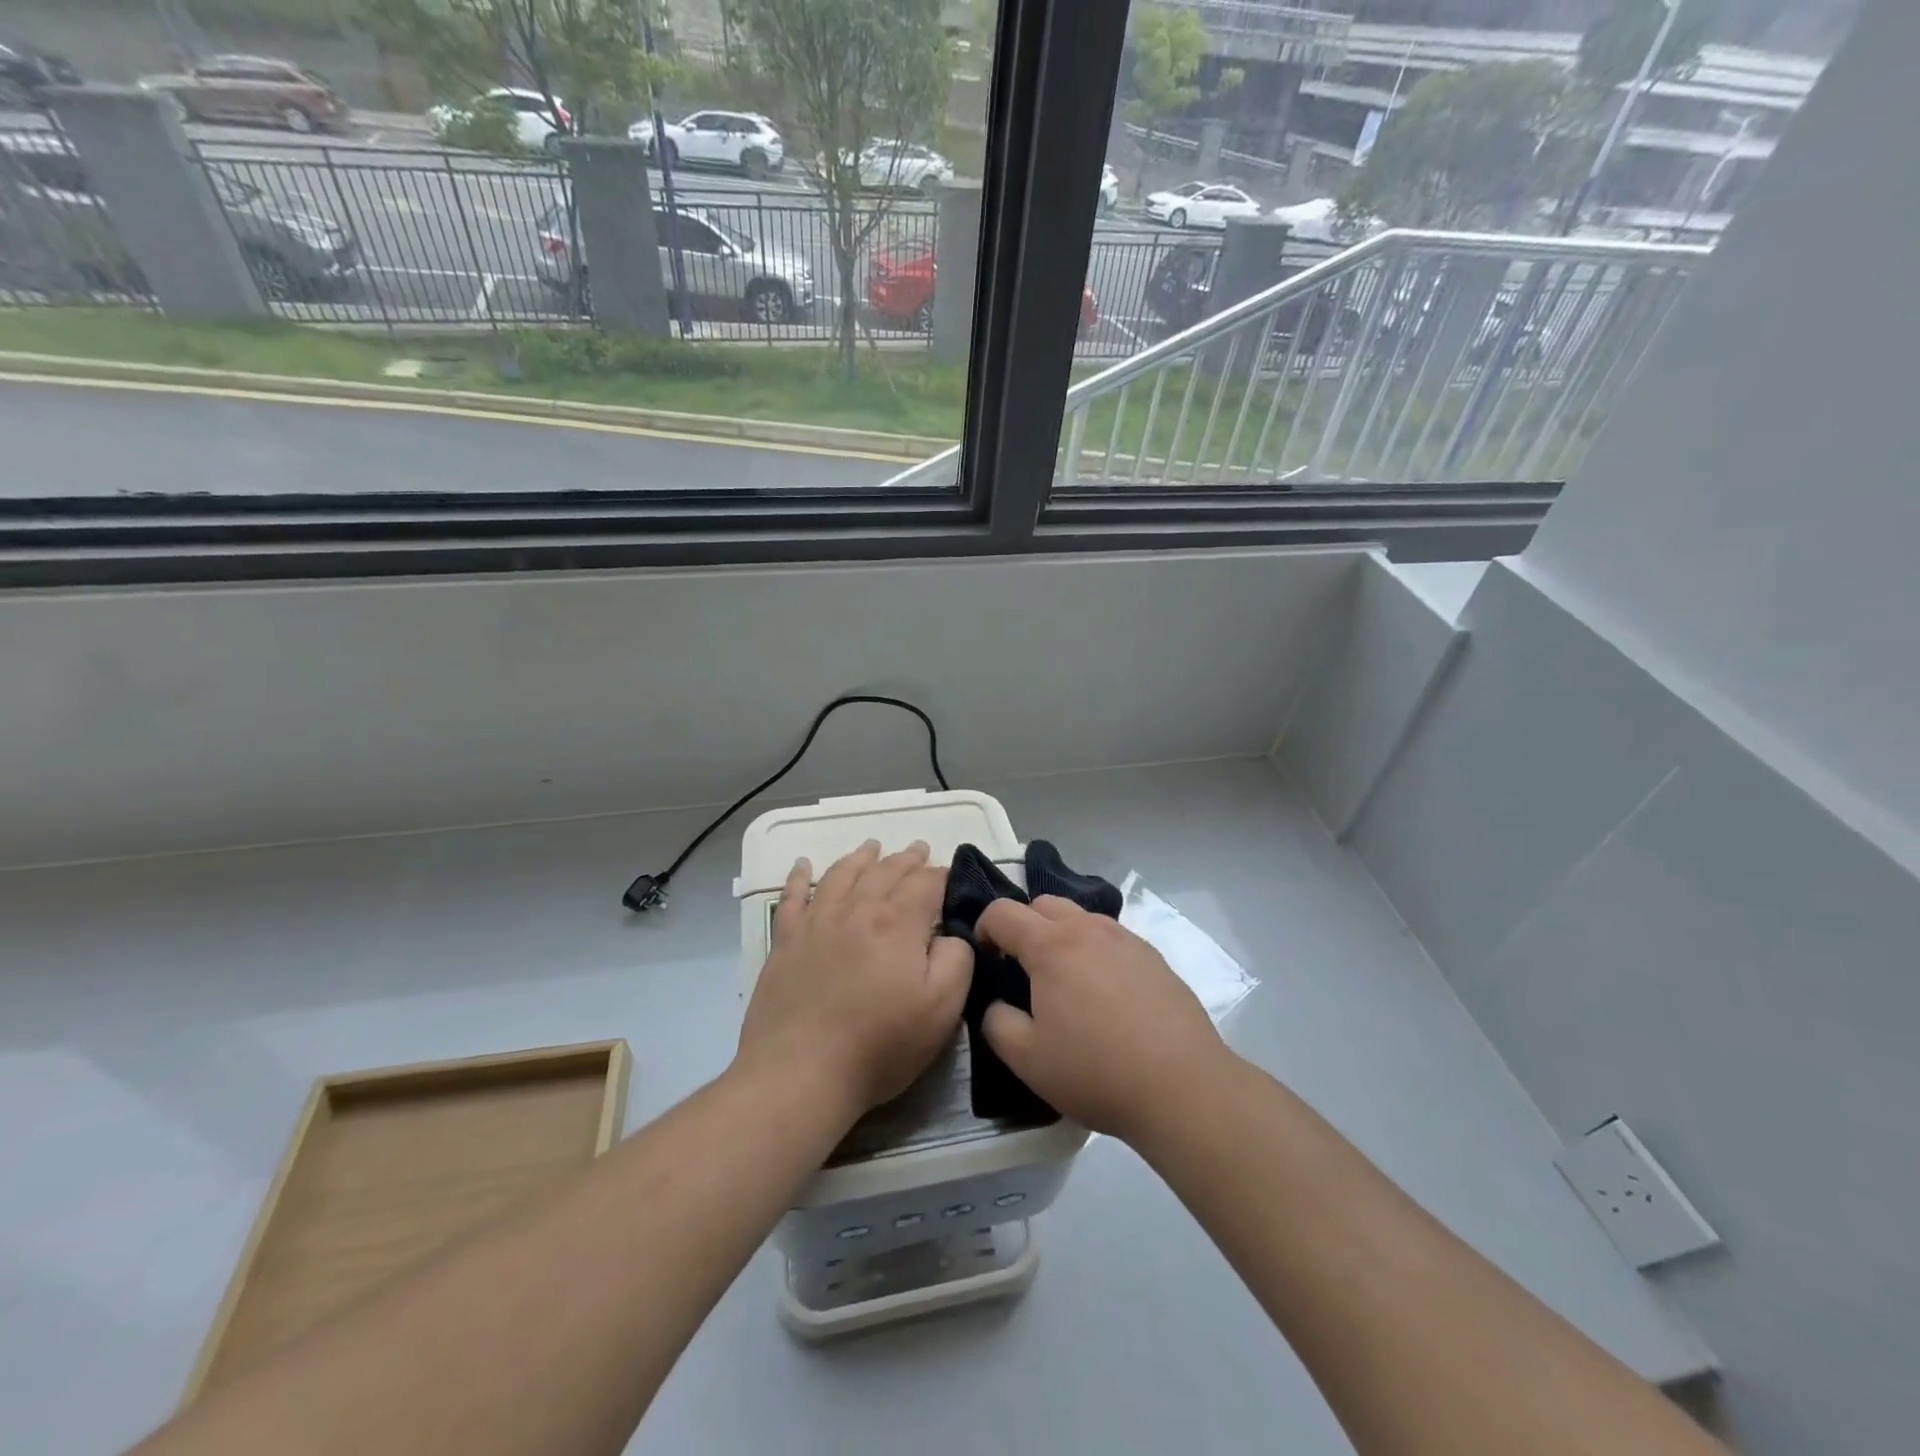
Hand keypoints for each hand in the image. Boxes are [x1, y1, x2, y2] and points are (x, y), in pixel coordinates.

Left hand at [738, 840, 972, 1120]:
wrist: (800, 1072)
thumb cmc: (879, 1045)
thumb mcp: (942, 1009)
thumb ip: (957, 960)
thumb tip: (950, 933)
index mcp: (898, 923)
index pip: (925, 883)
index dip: (941, 875)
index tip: (950, 874)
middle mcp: (857, 910)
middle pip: (885, 872)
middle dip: (906, 859)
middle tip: (919, 849)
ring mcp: (816, 922)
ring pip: (842, 875)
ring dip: (860, 858)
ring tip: (872, 847)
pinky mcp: (785, 941)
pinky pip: (792, 897)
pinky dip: (799, 877)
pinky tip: (803, 865)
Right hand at [977, 896, 1227, 1144]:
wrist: (1183, 1086)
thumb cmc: (1096, 1071)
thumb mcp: (1026, 1059)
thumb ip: (996, 1022)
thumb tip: (997, 1003)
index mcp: (1051, 945)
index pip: (1003, 911)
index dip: (984, 927)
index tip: (984, 956)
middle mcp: (1088, 929)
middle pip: (1043, 903)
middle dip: (1023, 924)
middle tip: (1021, 966)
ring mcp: (1126, 939)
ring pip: (1081, 917)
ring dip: (1061, 934)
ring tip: (1064, 979)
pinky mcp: (1154, 957)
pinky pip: (1111, 938)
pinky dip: (1094, 950)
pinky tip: (1104, 993)